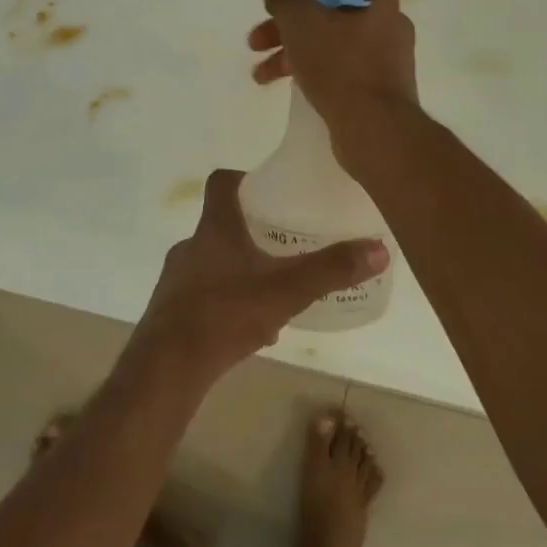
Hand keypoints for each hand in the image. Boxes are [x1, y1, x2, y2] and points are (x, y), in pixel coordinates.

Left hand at [133, 170, 387, 381]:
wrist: (168, 366)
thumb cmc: (225, 314)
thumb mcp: (287, 290)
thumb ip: (330, 270)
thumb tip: (378, 248)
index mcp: (214, 229)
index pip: (221, 183)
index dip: (244, 179)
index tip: (270, 189)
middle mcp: (190, 246)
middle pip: (221, 225)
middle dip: (252, 232)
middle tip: (284, 244)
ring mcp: (175, 278)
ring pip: (214, 263)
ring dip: (241, 270)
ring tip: (273, 291)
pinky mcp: (170, 309)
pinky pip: (204, 295)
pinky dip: (228, 302)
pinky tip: (251, 329)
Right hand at [247, 0, 419, 153]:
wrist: (375, 129)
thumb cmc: (340, 66)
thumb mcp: (303, 23)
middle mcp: (386, 22)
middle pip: (326, 13)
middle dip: (285, 26)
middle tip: (255, 41)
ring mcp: (384, 57)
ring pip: (328, 43)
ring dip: (291, 52)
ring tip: (260, 74)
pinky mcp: (377, 87)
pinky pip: (338, 68)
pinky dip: (311, 70)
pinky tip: (285, 84)